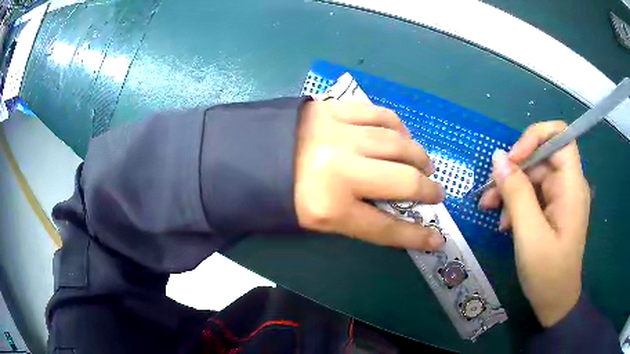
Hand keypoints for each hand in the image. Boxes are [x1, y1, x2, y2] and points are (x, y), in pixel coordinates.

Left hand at [294, 100, 444, 249]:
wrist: (248, 154)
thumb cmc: (281, 194)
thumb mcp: (315, 219)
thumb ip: (357, 217)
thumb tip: (398, 215)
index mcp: (328, 207)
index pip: (385, 228)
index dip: (415, 236)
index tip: (437, 238)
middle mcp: (339, 169)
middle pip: (403, 180)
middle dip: (428, 189)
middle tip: (434, 192)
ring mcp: (338, 134)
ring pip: (398, 143)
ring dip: (419, 156)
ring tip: (423, 164)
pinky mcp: (334, 109)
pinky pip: (380, 114)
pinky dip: (398, 127)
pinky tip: (400, 136)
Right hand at [479, 121, 589, 326]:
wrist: (555, 302)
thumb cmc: (548, 273)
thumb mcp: (530, 235)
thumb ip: (516, 194)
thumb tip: (498, 158)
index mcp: (572, 186)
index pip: (559, 136)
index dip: (534, 138)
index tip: (512, 160)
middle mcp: (568, 185)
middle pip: (541, 157)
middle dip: (514, 171)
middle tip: (489, 195)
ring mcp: (561, 198)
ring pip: (533, 176)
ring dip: (510, 189)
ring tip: (489, 210)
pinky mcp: (553, 209)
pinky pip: (533, 194)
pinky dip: (515, 203)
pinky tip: (504, 222)